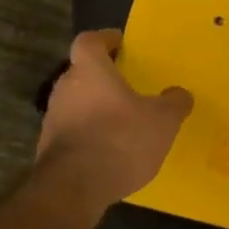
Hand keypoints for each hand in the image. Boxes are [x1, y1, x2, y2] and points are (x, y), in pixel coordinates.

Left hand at [37, 30, 192, 208]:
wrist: (74, 188)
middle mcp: (65, 87)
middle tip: (128, 85)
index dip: (105, 39)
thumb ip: (174, 103)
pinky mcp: (49, 148)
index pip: (90, 41)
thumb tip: (179, 94)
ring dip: (96, 107)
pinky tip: (110, 150)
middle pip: (82, 72)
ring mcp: (53, 118)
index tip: (120, 44)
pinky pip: (73, 131)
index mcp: (90, 70)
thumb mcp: (162, 120)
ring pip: (76, 102)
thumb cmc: (120, 139)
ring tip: (122, 121)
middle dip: (103, 77)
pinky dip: (89, 134)